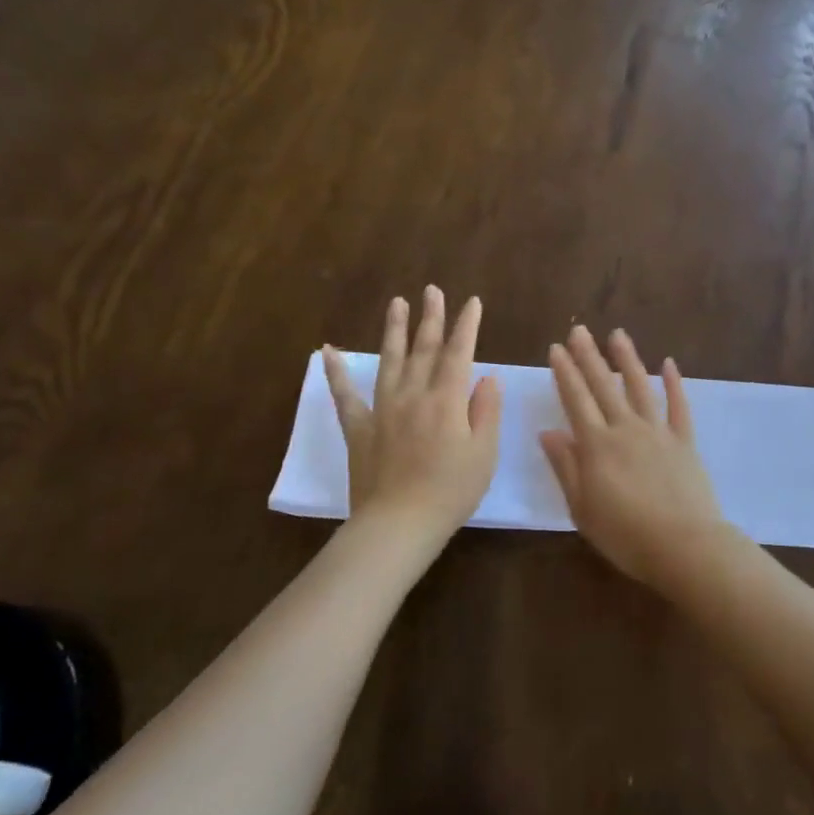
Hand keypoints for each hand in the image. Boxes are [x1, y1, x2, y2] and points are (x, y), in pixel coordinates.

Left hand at [323, 287, 501, 552]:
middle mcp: (413, 395)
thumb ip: (486, 411)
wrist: (399, 524)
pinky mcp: (359, 428)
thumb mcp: (484, 453)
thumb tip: (486, 377)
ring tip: (398, 303)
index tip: (472, 302)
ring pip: (390, 360)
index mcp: (446, 400)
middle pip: (424, 349)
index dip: (467, 326)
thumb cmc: (451, 491)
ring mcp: (382, 409)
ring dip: (395, 330)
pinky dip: (336, 372)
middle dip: (431, 317)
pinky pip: (344, 395)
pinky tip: (327, 350)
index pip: (459, 353)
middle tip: (433, 290)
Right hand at [540, 325, 728, 584]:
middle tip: (578, 330)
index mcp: (596, 446)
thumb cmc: (625, 535)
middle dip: (588, 356)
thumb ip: (565, 467)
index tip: (555, 349)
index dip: (564, 373)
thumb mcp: (582, 508)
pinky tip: (668, 364)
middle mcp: (625, 429)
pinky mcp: (684, 441)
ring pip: (639, 387)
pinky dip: (674, 384)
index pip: (575, 400)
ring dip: (627, 359)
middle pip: (603, 386)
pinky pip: (678, 406)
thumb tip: (547, 432)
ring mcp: (657, 432)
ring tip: (617, 334)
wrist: (683, 546)